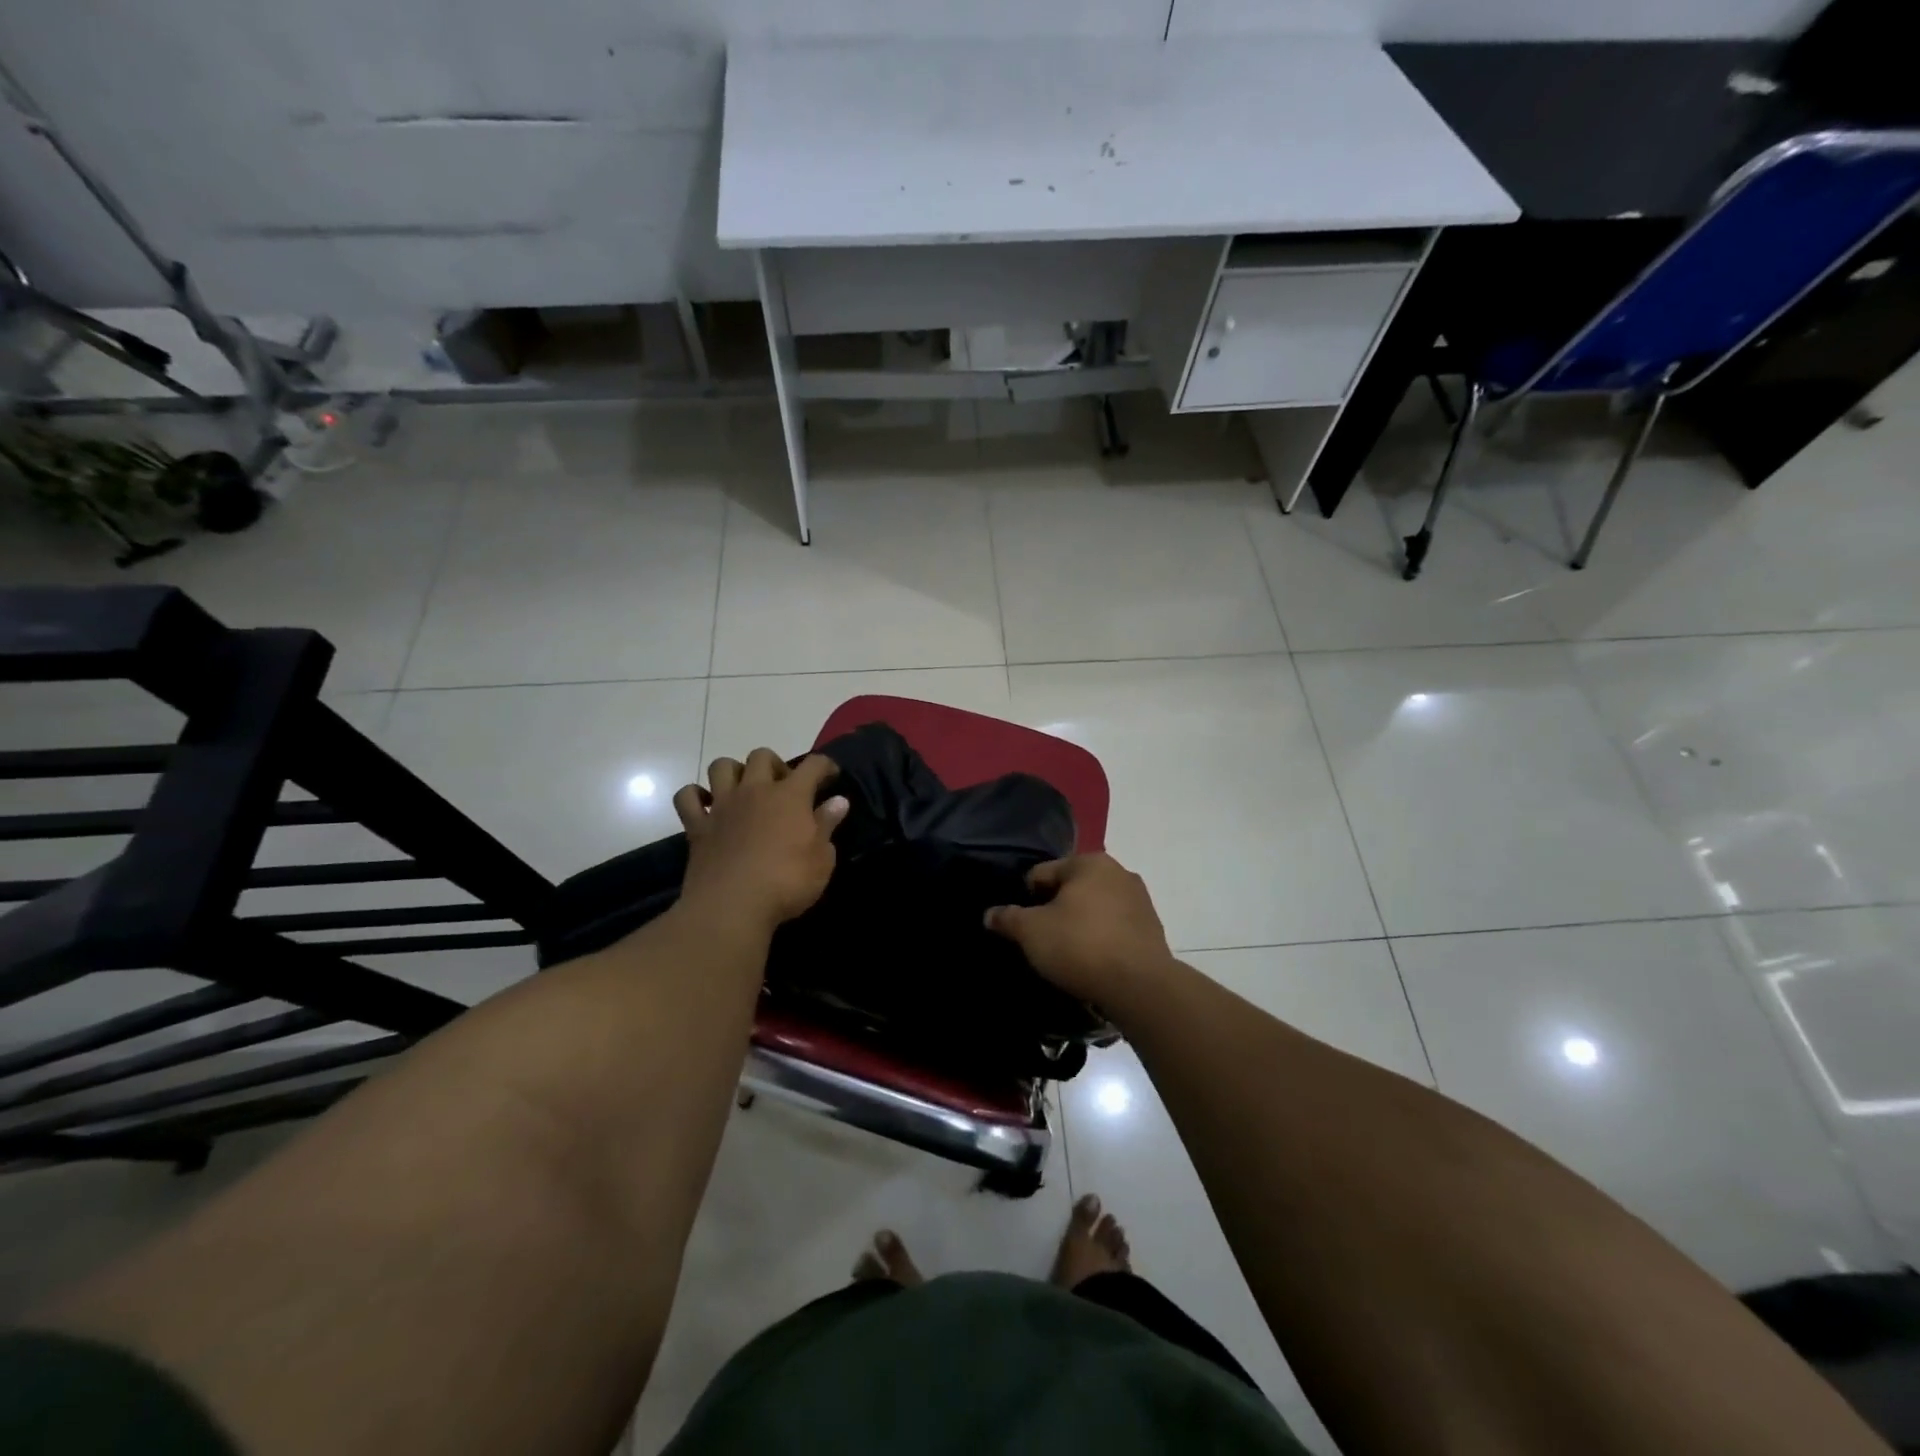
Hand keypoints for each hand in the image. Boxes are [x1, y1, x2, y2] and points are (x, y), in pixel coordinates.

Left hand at [672, 750, 847, 933]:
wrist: (732, 907)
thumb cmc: (787, 882)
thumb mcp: (822, 858)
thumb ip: (827, 825)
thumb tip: (839, 801)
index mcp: (790, 796)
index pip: (812, 765)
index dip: (824, 765)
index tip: (830, 775)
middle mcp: (755, 791)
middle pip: (761, 756)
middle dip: (775, 764)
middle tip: (783, 787)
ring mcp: (722, 806)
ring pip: (721, 766)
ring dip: (734, 771)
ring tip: (744, 790)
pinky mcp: (697, 826)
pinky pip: (687, 796)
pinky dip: (695, 796)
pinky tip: (707, 805)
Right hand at [985, 853, 1175, 1005]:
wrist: (1140, 986)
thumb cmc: (1080, 946)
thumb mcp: (1032, 932)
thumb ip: (1008, 918)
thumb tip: (989, 914)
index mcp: (1089, 862)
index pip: (1042, 873)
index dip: (1026, 898)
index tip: (1021, 926)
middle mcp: (1118, 872)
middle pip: (1070, 888)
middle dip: (1054, 910)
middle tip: (1042, 940)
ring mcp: (1139, 900)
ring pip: (1094, 908)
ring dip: (1079, 924)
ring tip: (1067, 954)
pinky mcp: (1152, 928)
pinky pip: (1114, 927)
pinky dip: (1101, 938)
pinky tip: (1092, 961)